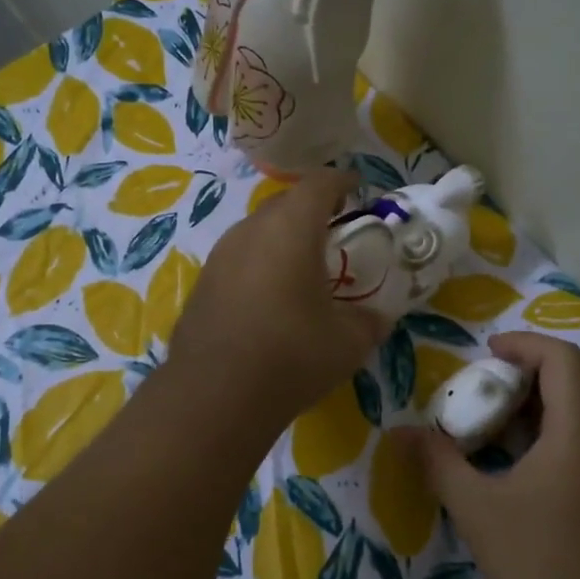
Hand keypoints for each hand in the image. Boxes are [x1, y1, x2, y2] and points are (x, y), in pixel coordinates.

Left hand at [166, 170, 388, 433]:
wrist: (214, 396)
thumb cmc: (291, 357)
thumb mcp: (348, 343)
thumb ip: (369, 321)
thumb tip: (377, 317)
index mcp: (291, 229)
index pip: (320, 184)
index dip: (342, 182)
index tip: (358, 190)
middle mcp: (250, 230)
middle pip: (285, 203)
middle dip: (312, 210)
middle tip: (335, 232)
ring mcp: (220, 256)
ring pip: (257, 231)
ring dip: (282, 238)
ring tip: (302, 268)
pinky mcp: (202, 284)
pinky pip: (239, 259)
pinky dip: (259, 265)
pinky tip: (269, 299)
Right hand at [405, 333, 579, 578]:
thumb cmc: (537, 561)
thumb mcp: (475, 507)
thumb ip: (438, 462)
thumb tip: (399, 433)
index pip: (564, 359)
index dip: (525, 344)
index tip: (486, 351)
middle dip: (544, 360)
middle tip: (501, 373)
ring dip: (556, 390)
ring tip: (507, 407)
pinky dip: (563, 420)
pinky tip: (524, 449)